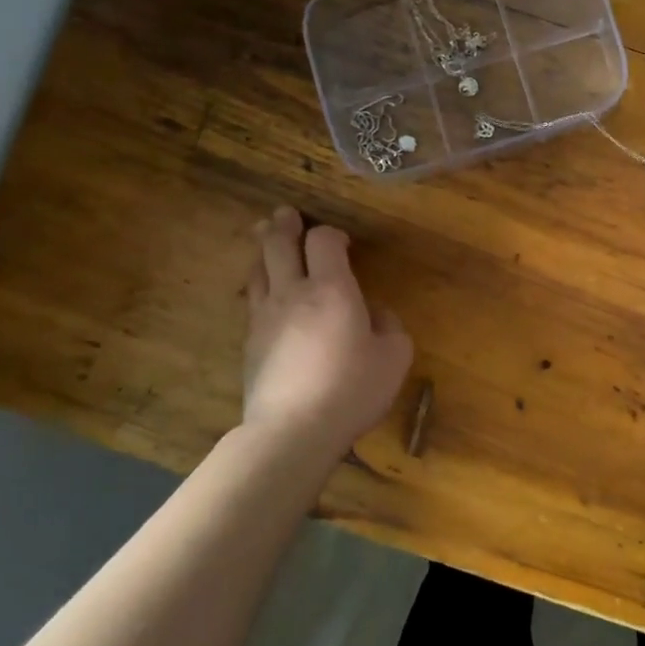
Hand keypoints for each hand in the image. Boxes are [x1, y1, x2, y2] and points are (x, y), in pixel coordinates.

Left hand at [241, 206, 413, 454]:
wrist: (293, 431)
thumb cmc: (352, 389)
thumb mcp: (394, 356)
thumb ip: (388, 324)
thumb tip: (371, 313)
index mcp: (332, 289)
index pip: (323, 240)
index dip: (332, 233)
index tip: (343, 243)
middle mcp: (293, 292)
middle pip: (277, 243)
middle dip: (284, 224)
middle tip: (286, 214)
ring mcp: (265, 316)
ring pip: (258, 268)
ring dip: (263, 248)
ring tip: (266, 237)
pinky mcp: (249, 342)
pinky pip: (252, 299)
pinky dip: (260, 283)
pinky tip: (265, 290)